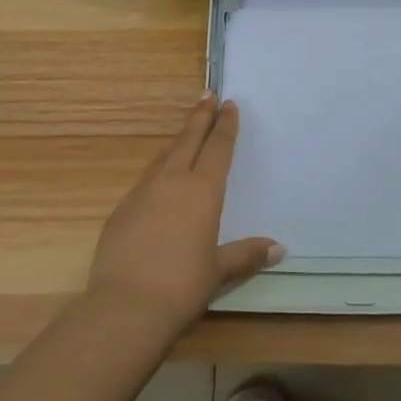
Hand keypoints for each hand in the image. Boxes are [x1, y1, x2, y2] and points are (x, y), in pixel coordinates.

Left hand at [86, 94, 281, 335]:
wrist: (125, 306)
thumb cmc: (182, 287)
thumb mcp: (218, 271)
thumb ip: (246, 255)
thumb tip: (279, 248)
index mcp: (202, 191)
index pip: (218, 148)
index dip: (225, 125)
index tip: (229, 104)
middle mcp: (172, 182)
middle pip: (189, 140)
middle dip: (200, 116)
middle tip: (207, 94)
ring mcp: (143, 193)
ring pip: (164, 156)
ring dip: (178, 140)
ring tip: (185, 131)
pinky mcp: (121, 210)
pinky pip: (145, 180)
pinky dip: (157, 170)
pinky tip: (157, 181)